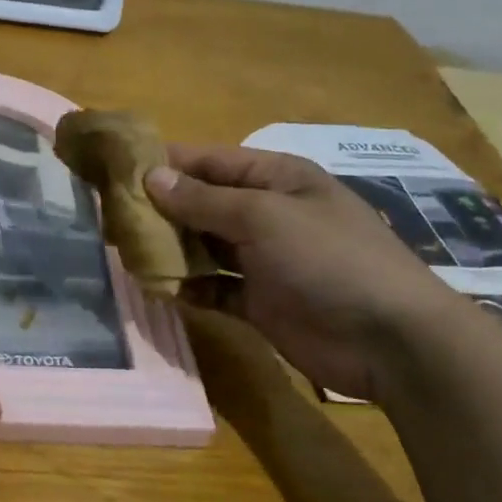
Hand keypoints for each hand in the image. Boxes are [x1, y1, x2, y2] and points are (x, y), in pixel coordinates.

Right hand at [145, 146, 460, 400]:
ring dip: (170, 248)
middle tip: (111, 216)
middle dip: (161, 208)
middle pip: (203, 203)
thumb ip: (203, 200)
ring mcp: (264, 259)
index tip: (117, 169)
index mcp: (276, 179)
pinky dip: (188, 287)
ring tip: (125, 250)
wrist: (390, 340)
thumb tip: (150, 177)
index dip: (166, 163)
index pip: (210, 161)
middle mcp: (268, 214)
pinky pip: (214, 287)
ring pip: (204, 246)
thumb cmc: (328, 259)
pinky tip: (159, 288)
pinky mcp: (260, 301)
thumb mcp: (263, 217)